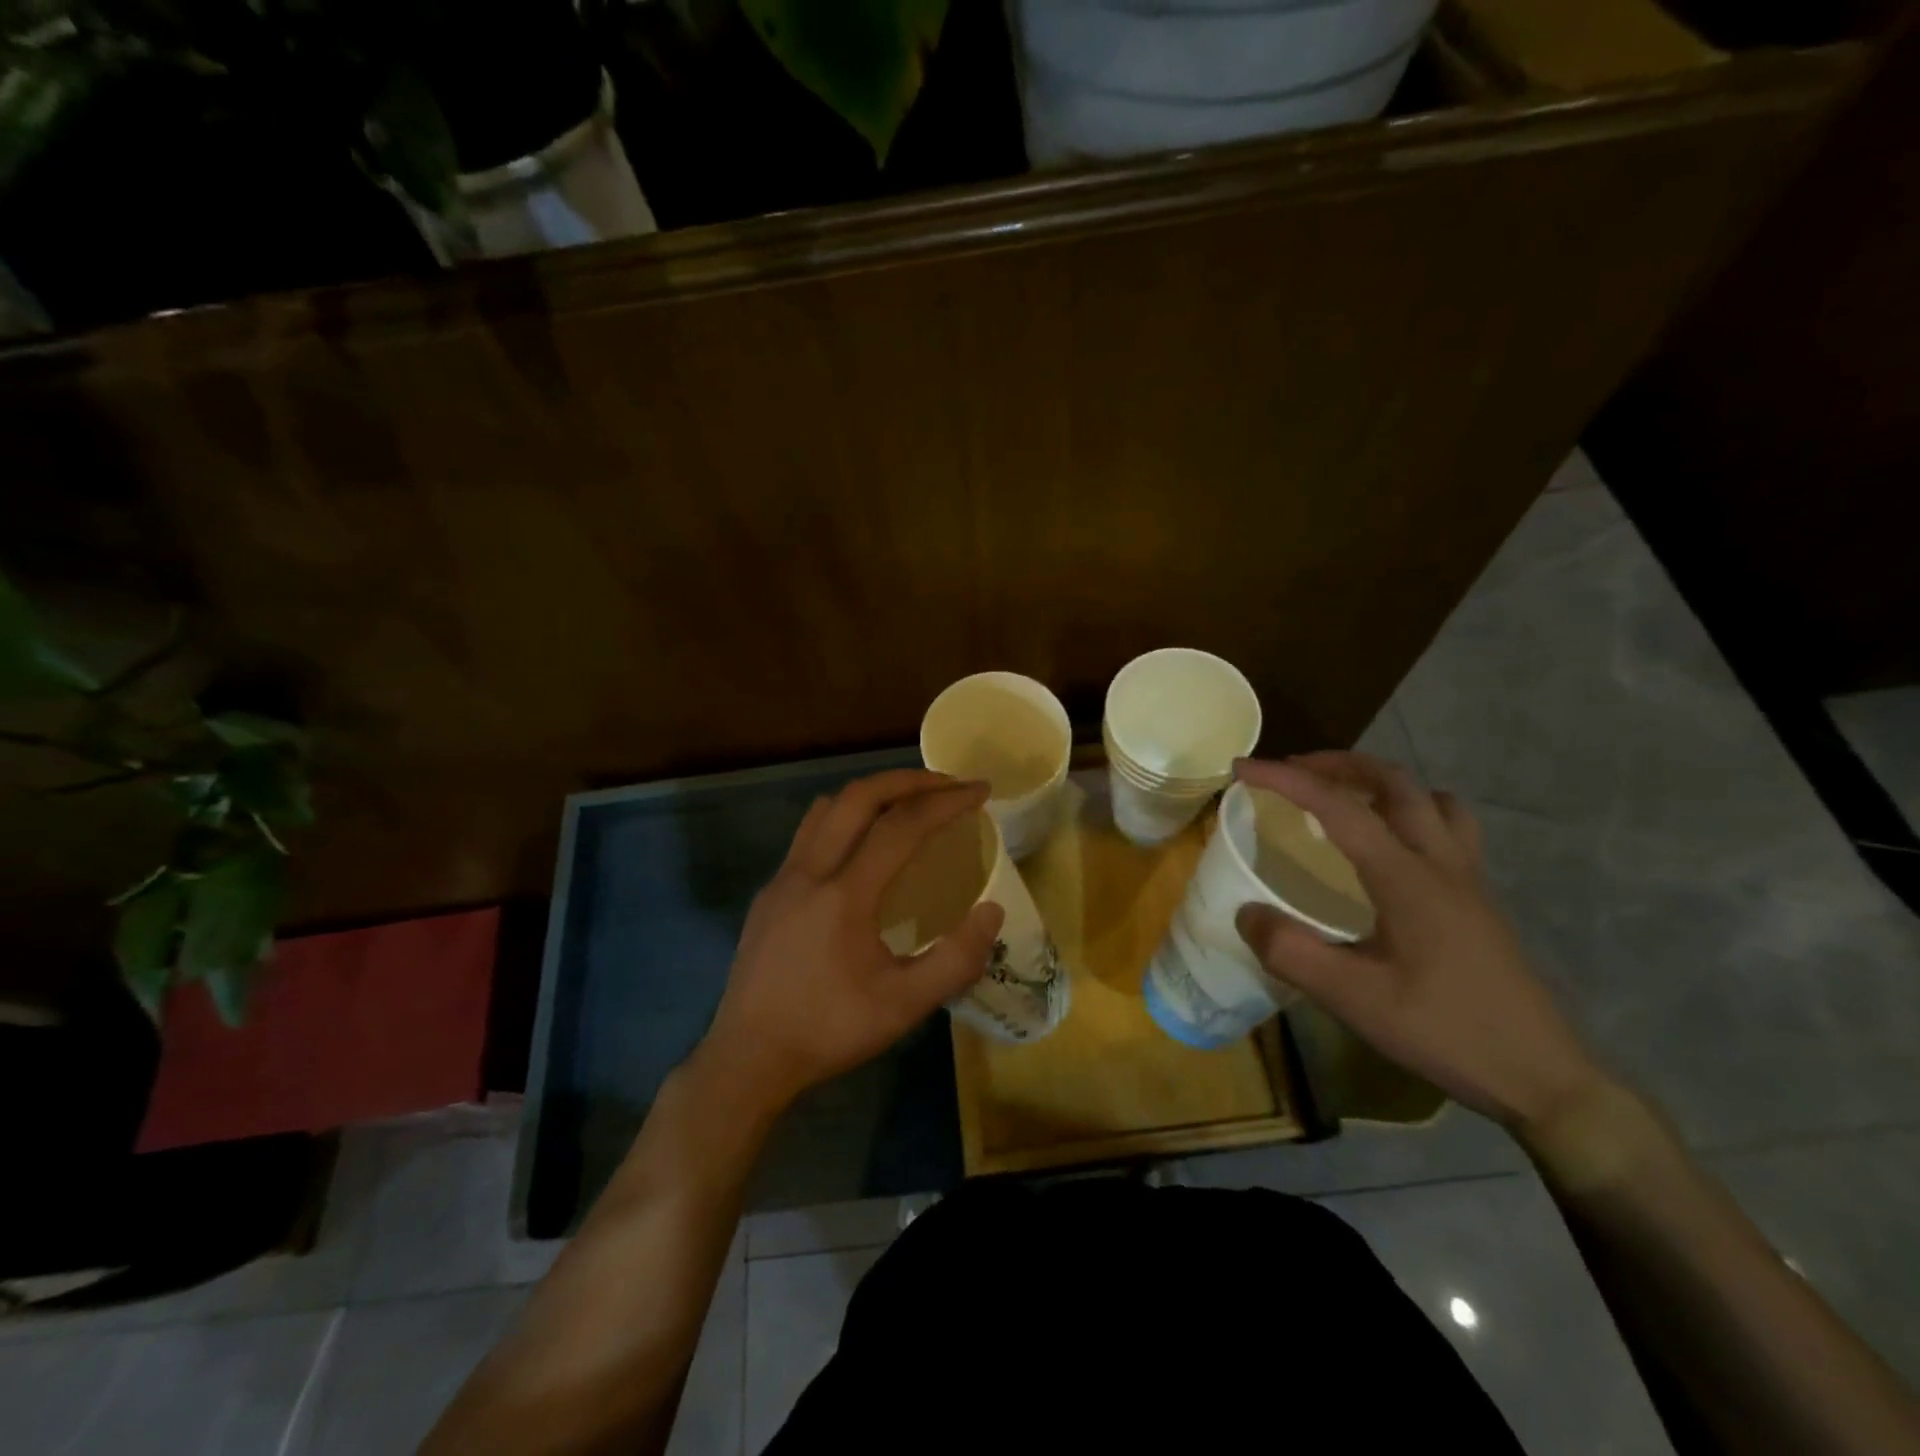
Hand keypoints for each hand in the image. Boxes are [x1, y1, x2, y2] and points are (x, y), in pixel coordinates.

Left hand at [696, 769, 1004, 1116]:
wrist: (748, 1058)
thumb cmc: (828, 1031)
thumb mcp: (903, 1007)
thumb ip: (955, 959)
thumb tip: (992, 911)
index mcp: (844, 894)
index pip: (901, 825)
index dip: (945, 801)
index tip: (980, 792)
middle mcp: (809, 870)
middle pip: (860, 796)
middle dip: (910, 781)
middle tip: (948, 787)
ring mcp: (783, 878)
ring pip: (828, 808)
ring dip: (873, 794)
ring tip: (908, 805)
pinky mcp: (769, 892)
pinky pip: (809, 833)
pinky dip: (845, 819)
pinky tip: (862, 849)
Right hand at [1232, 752, 1608, 1134]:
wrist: (1542, 1078)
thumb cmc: (1446, 1032)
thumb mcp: (1355, 1000)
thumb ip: (1292, 952)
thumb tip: (1246, 913)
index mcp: (1408, 878)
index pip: (1339, 807)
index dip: (1286, 781)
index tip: (1242, 768)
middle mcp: (1442, 863)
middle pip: (1394, 782)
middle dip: (1337, 764)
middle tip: (1293, 772)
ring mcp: (1469, 879)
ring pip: (1430, 799)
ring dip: (1382, 783)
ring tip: (1345, 798)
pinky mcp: (1480, 899)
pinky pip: (1447, 827)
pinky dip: (1410, 812)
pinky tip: (1389, 848)